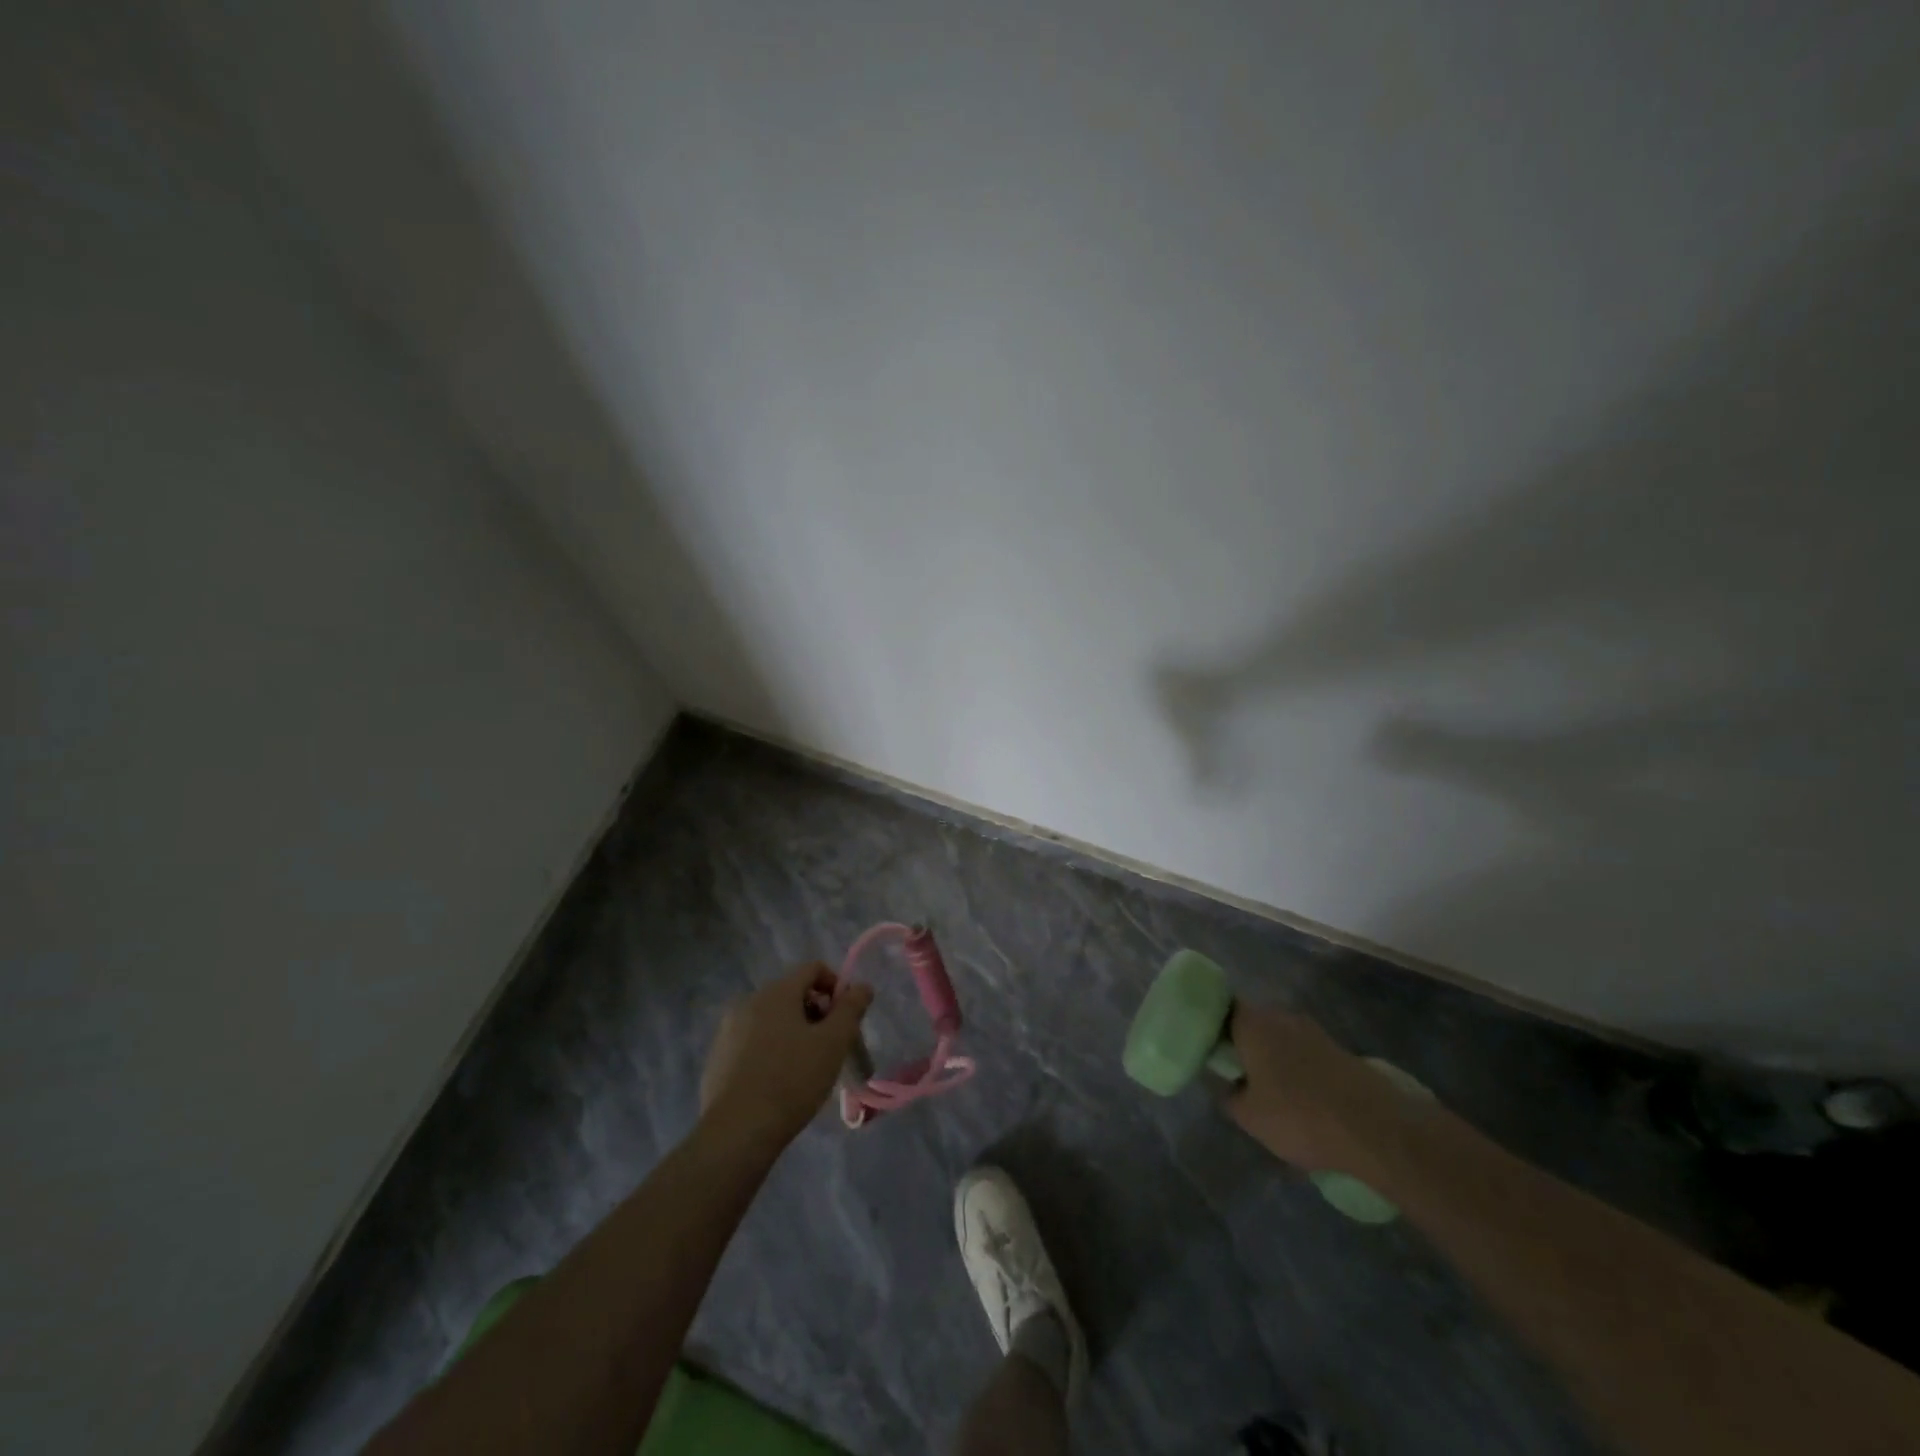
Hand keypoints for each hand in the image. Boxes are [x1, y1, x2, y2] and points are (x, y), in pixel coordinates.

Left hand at [699, 964, 873, 1149]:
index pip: (813, 969)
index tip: (844, 1020)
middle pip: (792, 993)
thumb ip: (851, 1009)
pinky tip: (777, 1084)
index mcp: (776, 992)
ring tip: (805, 1069)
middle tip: (829, 1048)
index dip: (836, 987)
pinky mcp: (717, 1058)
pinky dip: (770, 1051)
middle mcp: (748, 1002)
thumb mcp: (833, 1043)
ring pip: (772, 1019)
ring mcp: (728, 1030)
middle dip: (816, 1014)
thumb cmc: (792, 1080)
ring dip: (794, 1033)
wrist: (737, 1133)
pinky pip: (752, 1042)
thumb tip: (862, 986)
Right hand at [1224, 1003, 1414, 1176]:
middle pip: (1255, 1022)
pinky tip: (1303, 1099)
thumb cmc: (1299, 1115)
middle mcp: (1282, 1016)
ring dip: (1275, 1057)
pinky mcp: (1340, 1051)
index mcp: (1253, 1023)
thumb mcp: (1250, 1117)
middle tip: (1238, 1074)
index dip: (1215, 1026)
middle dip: (1246, 1044)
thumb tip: (1230, 1085)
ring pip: (1283, 1038)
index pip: (1224, 1009)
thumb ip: (1229, 1096)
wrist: (1377, 1129)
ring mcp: (1315, 1031)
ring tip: (1272, 1092)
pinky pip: (1307, 1053)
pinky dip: (1300, 1069)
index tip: (1212, 1051)